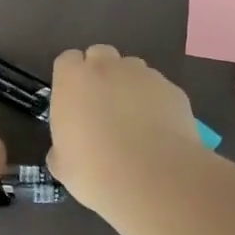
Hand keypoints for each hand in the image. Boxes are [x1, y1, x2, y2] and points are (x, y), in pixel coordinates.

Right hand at [47, 45, 202, 218]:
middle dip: (100, 73)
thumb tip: (65, 151)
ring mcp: (144, 75)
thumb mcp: (63, 165)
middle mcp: (108, 67)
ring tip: (134, 120)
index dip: (71, 79)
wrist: (153, 179)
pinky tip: (158, 132)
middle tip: (102, 107)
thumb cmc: (95, 170)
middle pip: (101, 55)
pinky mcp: (173, 90)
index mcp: (73, 80)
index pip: (68, 61)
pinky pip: (159, 90)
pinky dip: (156, 103)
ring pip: (133, 70)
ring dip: (129, 86)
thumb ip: (61, 147)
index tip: (74, 102)